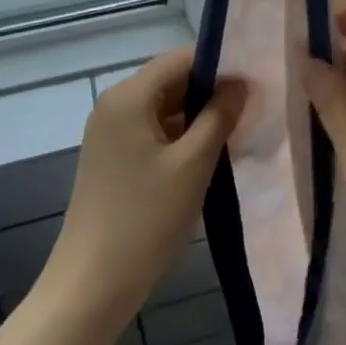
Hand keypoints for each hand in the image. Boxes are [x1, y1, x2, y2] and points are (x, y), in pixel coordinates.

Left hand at [40, 49, 246, 329]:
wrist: (91, 285)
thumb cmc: (145, 219)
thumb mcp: (193, 164)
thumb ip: (219, 116)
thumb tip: (240, 82)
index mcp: (129, 96)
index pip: (181, 59)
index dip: (219, 65)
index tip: (254, 80)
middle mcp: (114, 104)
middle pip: (171, 81)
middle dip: (210, 92)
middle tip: (253, 107)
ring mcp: (110, 132)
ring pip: (163, 107)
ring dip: (198, 116)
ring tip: (238, 129)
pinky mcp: (112, 157)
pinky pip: (152, 131)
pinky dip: (180, 136)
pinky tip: (209, 154)